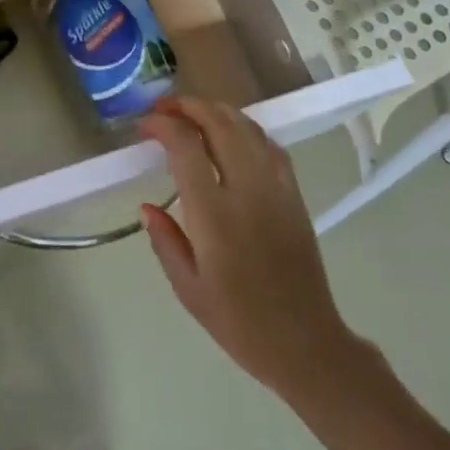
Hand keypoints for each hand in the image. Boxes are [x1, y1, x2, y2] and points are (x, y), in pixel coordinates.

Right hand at [140, 97, 364, 401]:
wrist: (306, 344)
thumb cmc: (239, 322)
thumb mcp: (187, 288)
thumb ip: (164, 240)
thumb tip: (146, 205)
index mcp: (215, 216)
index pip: (186, 147)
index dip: (162, 125)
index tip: (144, 126)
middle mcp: (248, 191)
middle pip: (219, 123)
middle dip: (188, 106)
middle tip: (163, 109)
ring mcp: (276, 188)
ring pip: (247, 127)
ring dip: (216, 111)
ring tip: (191, 114)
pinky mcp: (294, 194)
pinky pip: (269, 144)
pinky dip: (244, 128)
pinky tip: (230, 135)